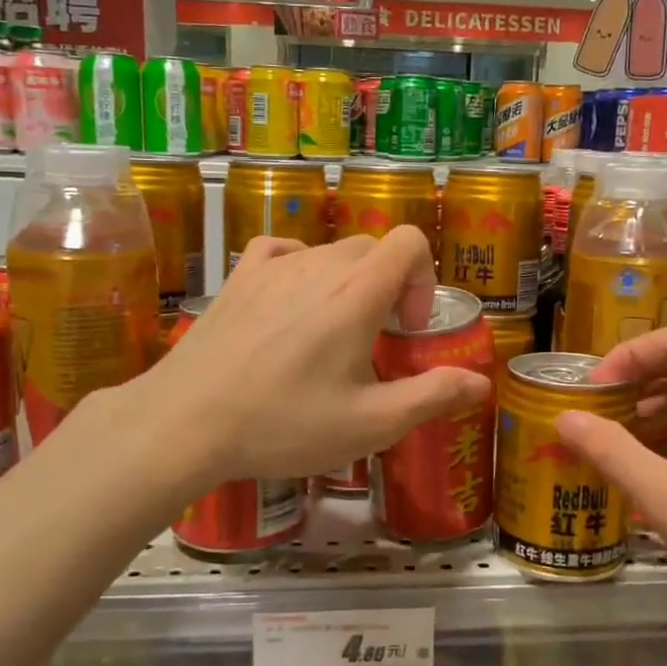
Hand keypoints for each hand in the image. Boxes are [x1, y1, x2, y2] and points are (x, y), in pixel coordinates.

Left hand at [138, 228, 492, 484]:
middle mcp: (318, 264)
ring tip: (330, 334)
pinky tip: (291, 301)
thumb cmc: (284, 424)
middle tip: (377, 340)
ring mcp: (272, 266)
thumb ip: (432, 397)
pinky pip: (281, 250)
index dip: (424, 278)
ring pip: (328, 252)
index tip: (409, 328)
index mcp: (356, 293)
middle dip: (389, 286)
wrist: (185, 422)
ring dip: (346, 282)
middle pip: (372, 248)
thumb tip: (481, 384)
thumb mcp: (369, 424)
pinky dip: (300, 266)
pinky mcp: (238, 278)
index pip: (410, 241)